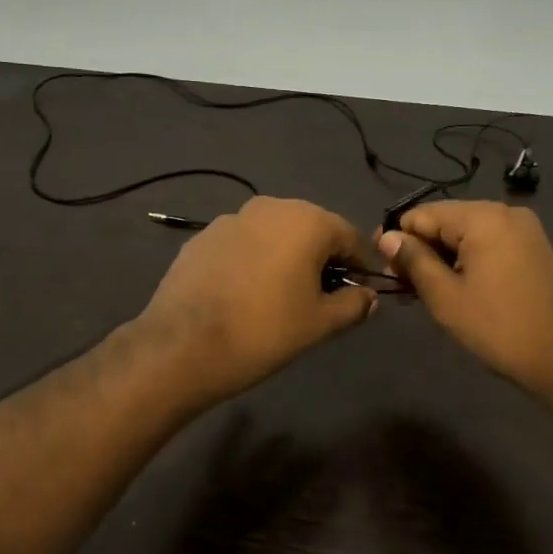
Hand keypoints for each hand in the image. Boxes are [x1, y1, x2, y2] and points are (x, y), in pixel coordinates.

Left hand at [138, 197, 377, 403]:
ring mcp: (230, 219)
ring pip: (273, 234)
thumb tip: (369, 297)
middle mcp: (270, 207)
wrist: (184, 346)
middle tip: (320, 296)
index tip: (359, 291)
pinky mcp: (201, 237)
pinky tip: (244, 294)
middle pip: (310, 229)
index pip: (349, 236)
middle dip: (321, 258)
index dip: (359, 265)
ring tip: (280, 296)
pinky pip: (242, 244)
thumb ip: (353, 304)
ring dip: (285, 257)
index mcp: (306, 220)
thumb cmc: (265, 331)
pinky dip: (252, 261)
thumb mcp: (320, 323)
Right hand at [378, 201, 552, 404]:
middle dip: (421, 249)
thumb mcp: (446, 297)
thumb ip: (414, 261)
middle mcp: (505, 212)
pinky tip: (456, 289)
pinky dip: (467, 262)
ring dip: (443, 259)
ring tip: (425, 293)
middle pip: (446, 221)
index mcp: (482, 217)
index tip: (382, 268)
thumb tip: (387, 237)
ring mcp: (524, 230)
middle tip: (403, 287)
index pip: (423, 214)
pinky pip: (489, 245)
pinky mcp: (535, 249)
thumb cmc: (500, 328)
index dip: (397, 238)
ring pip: (467, 235)